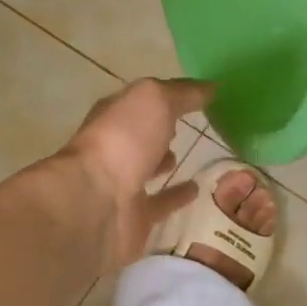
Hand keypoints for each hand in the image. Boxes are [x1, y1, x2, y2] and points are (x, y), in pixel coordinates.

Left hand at [60, 77, 211, 271]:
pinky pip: (160, 204)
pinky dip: (176, 197)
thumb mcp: (154, 101)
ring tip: (196, 155)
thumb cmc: (122, 141)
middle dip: (160, 129)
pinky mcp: (134, 218)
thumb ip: (183, 93)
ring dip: (164, 162)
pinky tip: (197, 190)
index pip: (142, 101)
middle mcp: (114, 148)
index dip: (166, 96)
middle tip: (190, 125)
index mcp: (114, 116)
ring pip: (147, 169)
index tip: (197, 95)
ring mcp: (122, 185)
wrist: (95, 204)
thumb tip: (212, 87)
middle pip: (140, 135)